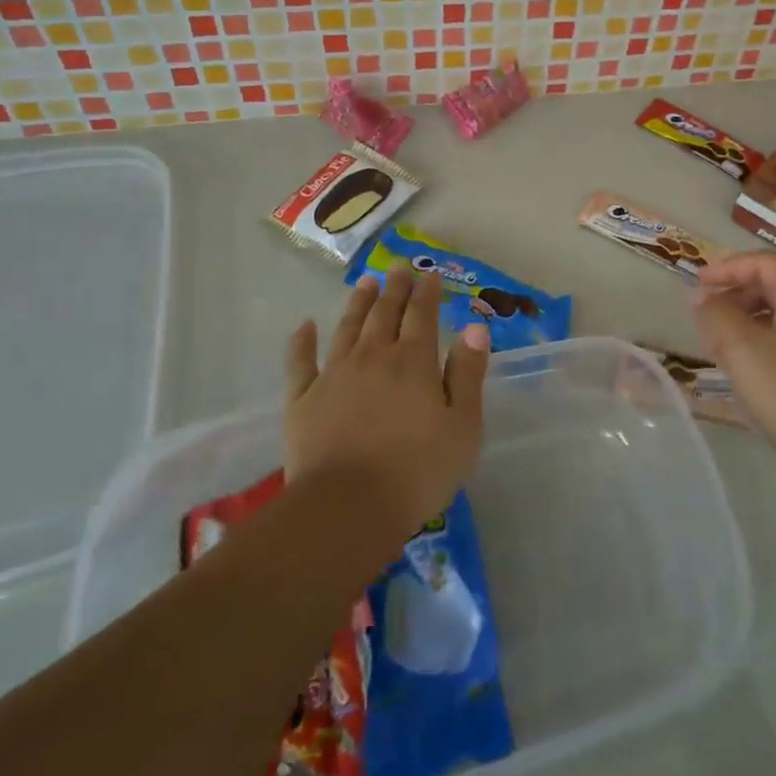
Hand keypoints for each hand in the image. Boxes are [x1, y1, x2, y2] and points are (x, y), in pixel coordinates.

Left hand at [284, 265, 490, 538]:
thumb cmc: (417, 471)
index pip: (423, 315)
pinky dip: (302, 341)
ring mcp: (334, 375)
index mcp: (414, 362)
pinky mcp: (303, 400)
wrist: (346, 508)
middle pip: (385, 313)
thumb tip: (475, 328)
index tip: (430, 273)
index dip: (427, 292)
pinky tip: (305, 325)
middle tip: (398, 266)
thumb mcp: (463, 426)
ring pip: (348, 327)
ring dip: (358, 303)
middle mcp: (374, 357)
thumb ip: (468, 374)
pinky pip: (300, 362)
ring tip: (365, 282)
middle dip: (395, 288)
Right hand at [691, 251, 775, 471]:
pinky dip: (762, 340)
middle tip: (707, 313)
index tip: (699, 284)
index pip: (765, 263)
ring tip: (719, 341)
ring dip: (746, 319)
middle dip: (736, 294)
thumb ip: (716, 314)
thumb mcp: (741, 346)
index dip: (728, 268)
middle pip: (774, 286)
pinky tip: (745, 365)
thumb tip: (702, 298)